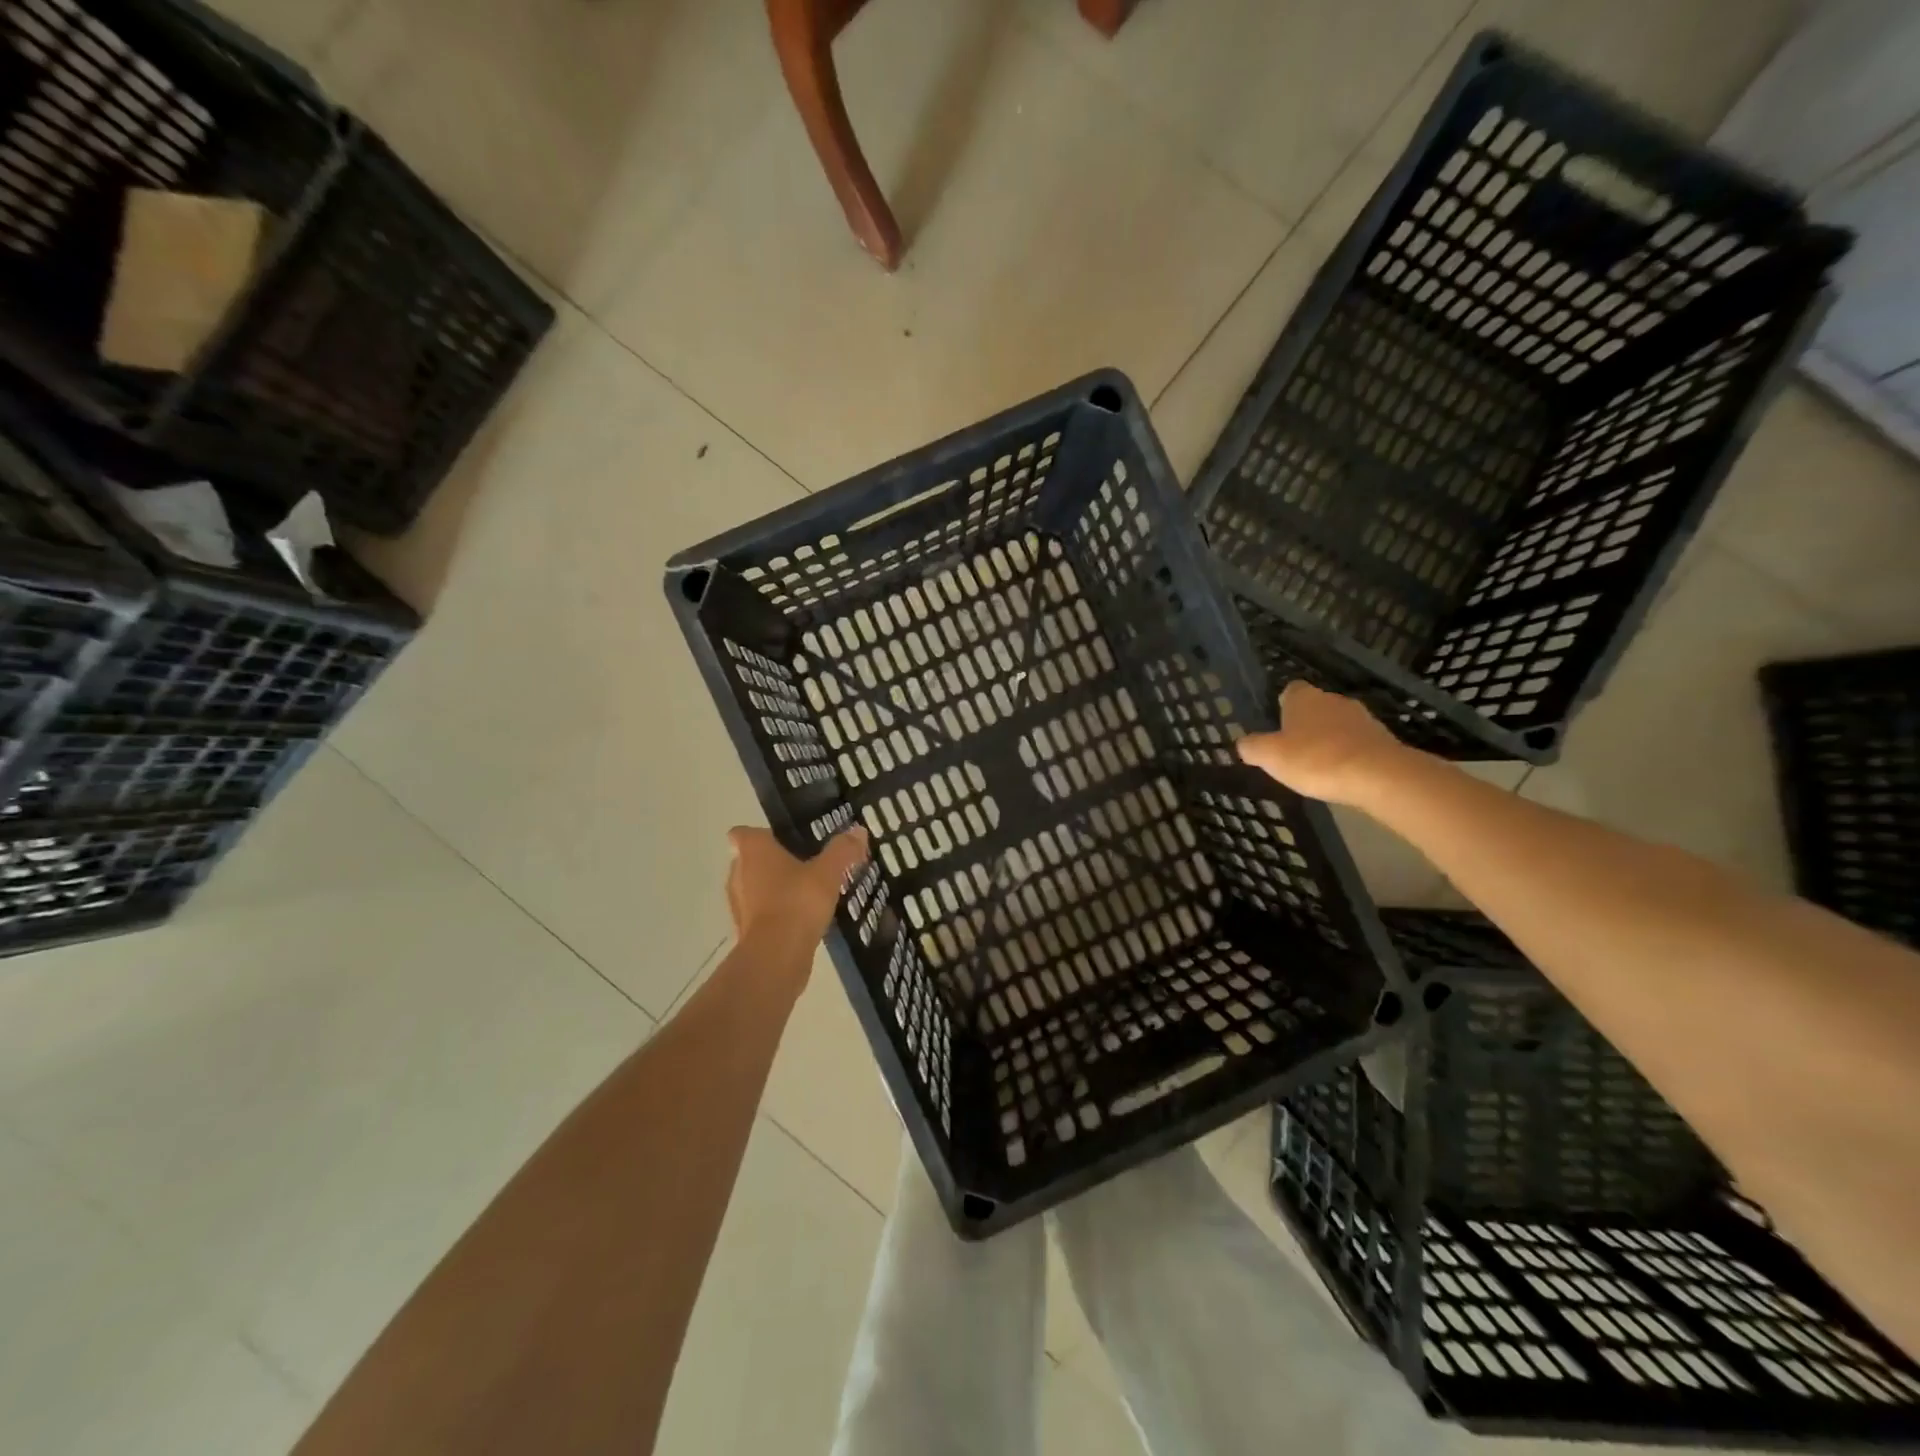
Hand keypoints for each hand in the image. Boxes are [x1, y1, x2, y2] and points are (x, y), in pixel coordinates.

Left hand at [726, 826, 870, 960]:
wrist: (777, 957)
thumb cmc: (797, 902)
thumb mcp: (828, 872)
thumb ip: (842, 850)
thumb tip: (858, 830)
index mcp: (753, 851)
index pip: (743, 833)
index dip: (762, 834)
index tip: (786, 839)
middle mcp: (738, 873)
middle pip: (751, 860)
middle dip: (774, 861)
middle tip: (805, 863)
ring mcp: (739, 904)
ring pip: (755, 888)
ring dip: (775, 889)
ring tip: (807, 892)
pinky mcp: (746, 931)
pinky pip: (762, 913)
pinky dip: (777, 913)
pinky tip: (802, 918)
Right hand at [1236, 682, 1405, 806]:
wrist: (1378, 776)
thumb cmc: (1315, 759)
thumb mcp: (1270, 756)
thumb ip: (1252, 747)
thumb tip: (1244, 743)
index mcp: (1304, 698)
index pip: (1290, 691)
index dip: (1282, 706)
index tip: (1277, 726)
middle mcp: (1333, 700)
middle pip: (1315, 707)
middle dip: (1305, 724)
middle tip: (1293, 750)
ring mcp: (1362, 718)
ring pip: (1338, 724)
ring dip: (1329, 740)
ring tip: (1318, 766)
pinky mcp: (1383, 739)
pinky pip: (1358, 743)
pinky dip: (1349, 754)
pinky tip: (1342, 774)